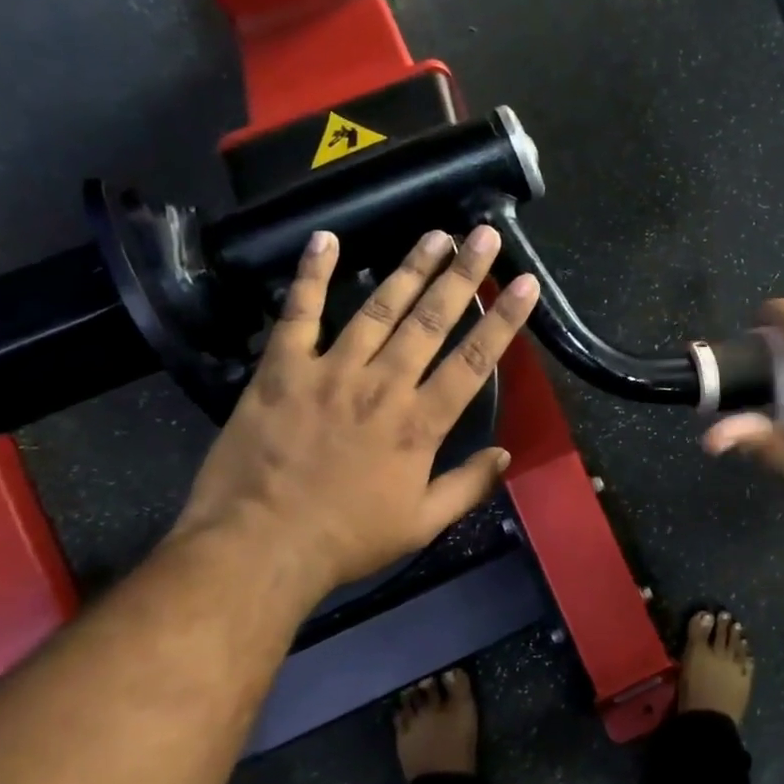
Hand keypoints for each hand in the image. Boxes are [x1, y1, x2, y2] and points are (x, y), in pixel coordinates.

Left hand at [172, 225, 539, 610]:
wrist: (257, 548)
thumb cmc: (346, 539)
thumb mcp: (421, 525)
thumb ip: (468, 486)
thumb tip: (505, 453)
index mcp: (419, 423)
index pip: (474, 361)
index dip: (504, 319)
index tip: (526, 283)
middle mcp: (382, 385)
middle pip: (431, 320)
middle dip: (463, 274)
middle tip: (484, 235)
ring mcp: (329, 371)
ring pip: (378, 308)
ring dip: (409, 268)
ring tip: (434, 235)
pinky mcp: (282, 370)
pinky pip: (298, 314)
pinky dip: (311, 275)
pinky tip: (325, 240)